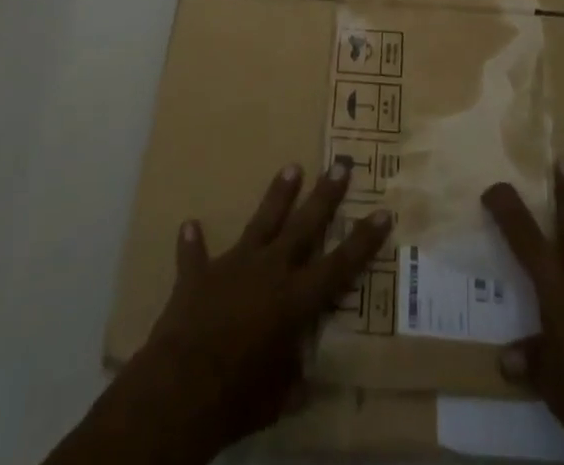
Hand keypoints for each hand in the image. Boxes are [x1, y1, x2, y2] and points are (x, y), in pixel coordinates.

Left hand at [52, 162, 390, 464]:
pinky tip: (189, 225)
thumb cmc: (238, 398)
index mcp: (295, 300)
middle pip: (304, 226)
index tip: (383, 211)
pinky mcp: (198, 275)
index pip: (339, 266)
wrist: (179, 389)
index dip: (363, 240)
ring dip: (277, 195)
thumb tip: (301, 377)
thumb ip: (291, 379)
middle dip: (325, 195)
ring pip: (261, 222)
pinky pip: (195, 254)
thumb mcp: (277, 399)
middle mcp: (270, 271)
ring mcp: (233, 266)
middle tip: (340, 164)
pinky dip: (193, 243)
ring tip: (291, 167)